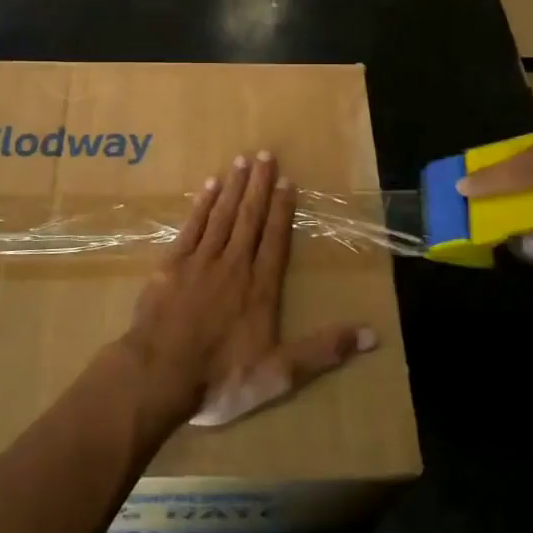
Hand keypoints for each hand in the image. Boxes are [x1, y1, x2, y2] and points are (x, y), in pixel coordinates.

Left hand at [120, 150, 376, 429]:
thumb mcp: (280, 374)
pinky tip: (209, 187)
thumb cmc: (221, 378)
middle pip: (250, 219)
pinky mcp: (171, 265)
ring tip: (242, 160)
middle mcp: (234, 265)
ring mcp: (200, 262)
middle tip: (265, 154)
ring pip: (222, 216)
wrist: (159, 376)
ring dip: (233, 187)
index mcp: (260, 288)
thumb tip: (373, 335)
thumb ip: (324, 350)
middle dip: (259, 186)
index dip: (282, 210)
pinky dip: (202, 205)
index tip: (287, 181)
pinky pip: (191, 227)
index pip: (275, 240)